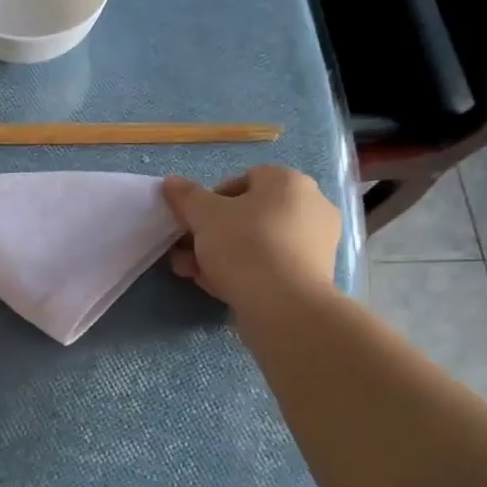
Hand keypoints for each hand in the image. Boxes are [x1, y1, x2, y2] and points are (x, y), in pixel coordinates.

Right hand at [162, 166, 342, 312]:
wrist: (285, 306)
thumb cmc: (245, 246)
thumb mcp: (204, 215)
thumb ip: (186, 196)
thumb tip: (171, 182)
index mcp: (289, 182)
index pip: (243, 179)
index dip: (211, 200)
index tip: (191, 222)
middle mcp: (310, 206)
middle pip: (248, 215)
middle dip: (211, 233)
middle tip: (185, 251)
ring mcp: (315, 244)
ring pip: (256, 243)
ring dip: (220, 255)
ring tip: (192, 272)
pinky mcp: (312, 277)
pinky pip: (269, 266)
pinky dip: (243, 272)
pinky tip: (217, 287)